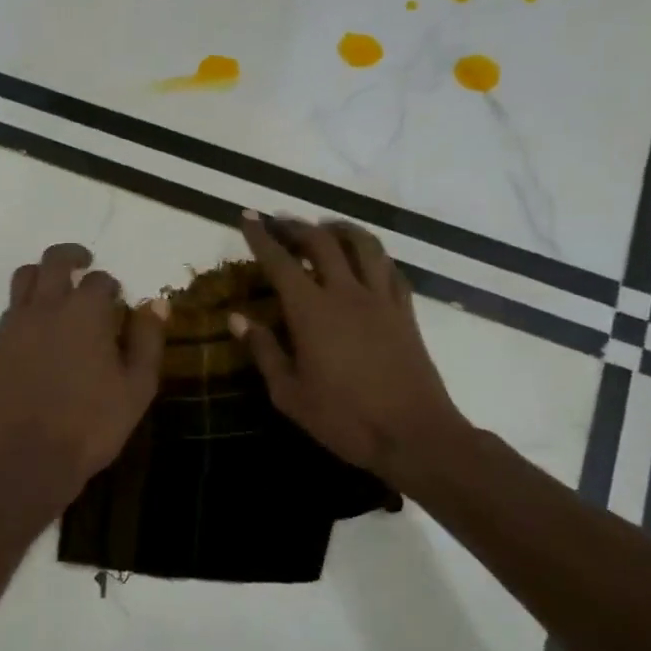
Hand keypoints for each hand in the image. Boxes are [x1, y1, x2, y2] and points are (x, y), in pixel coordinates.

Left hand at [0, 242, 165, 503]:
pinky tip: (38, 329)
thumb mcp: (138, 386)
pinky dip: (26, 306)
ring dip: (43, 274)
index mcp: (84, 312)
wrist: (29, 459)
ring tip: (57, 289)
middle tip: (85, 262)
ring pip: (24, 278)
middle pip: (54, 261)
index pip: (100, 280)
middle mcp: (46, 307)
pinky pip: (10, 310)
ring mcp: (15, 326)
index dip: (112, 287)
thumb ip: (148, 339)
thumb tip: (155, 303)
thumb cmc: (93, 424)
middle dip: (73, 256)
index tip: (118, 301)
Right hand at [233, 213, 465, 483]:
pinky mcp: (405, 311)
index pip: (280, 262)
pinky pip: (390, 268)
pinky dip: (373, 255)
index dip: (262, 237)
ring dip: (340, 229)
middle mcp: (346, 293)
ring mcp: (381, 299)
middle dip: (297, 226)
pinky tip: (366, 261)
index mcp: (311, 311)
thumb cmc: (344, 419)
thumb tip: (237, 318)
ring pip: (363, 244)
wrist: (413, 434)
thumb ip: (264, 350)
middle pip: (322, 242)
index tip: (248, 217)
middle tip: (280, 223)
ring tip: (325, 229)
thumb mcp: (290, 394)